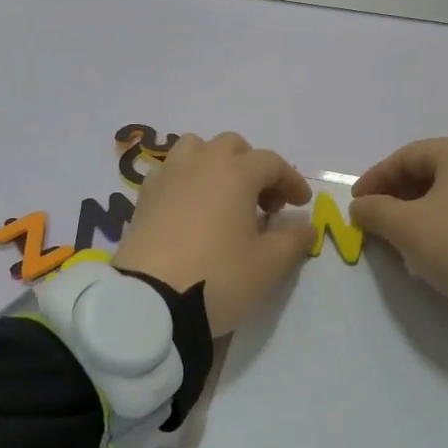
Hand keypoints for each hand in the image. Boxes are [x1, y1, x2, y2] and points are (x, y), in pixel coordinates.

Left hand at [113, 132, 315, 333]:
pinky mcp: (143, 197)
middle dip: (253, 168)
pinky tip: (191, 210)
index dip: (291, 181)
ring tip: (224, 198)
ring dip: (216, 165)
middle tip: (264, 203)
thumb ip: (295, 239)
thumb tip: (305, 225)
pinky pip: (170, 173)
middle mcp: (200, 163)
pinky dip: (187, 181)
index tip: (301, 204)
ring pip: (195, 150)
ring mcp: (167, 177)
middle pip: (232, 147)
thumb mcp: (270, 264)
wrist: (149, 301)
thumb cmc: (219, 277)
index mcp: (235, 172)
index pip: (272, 162)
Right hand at [349, 135, 447, 324]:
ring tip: (398, 238)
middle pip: (428, 172)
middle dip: (395, 197)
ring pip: (447, 193)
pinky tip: (431, 248)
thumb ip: (375, 211)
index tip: (356, 205)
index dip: (375, 179)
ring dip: (416, 212)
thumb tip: (360, 207)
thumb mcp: (408, 227)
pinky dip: (442, 223)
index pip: (406, 156)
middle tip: (374, 222)